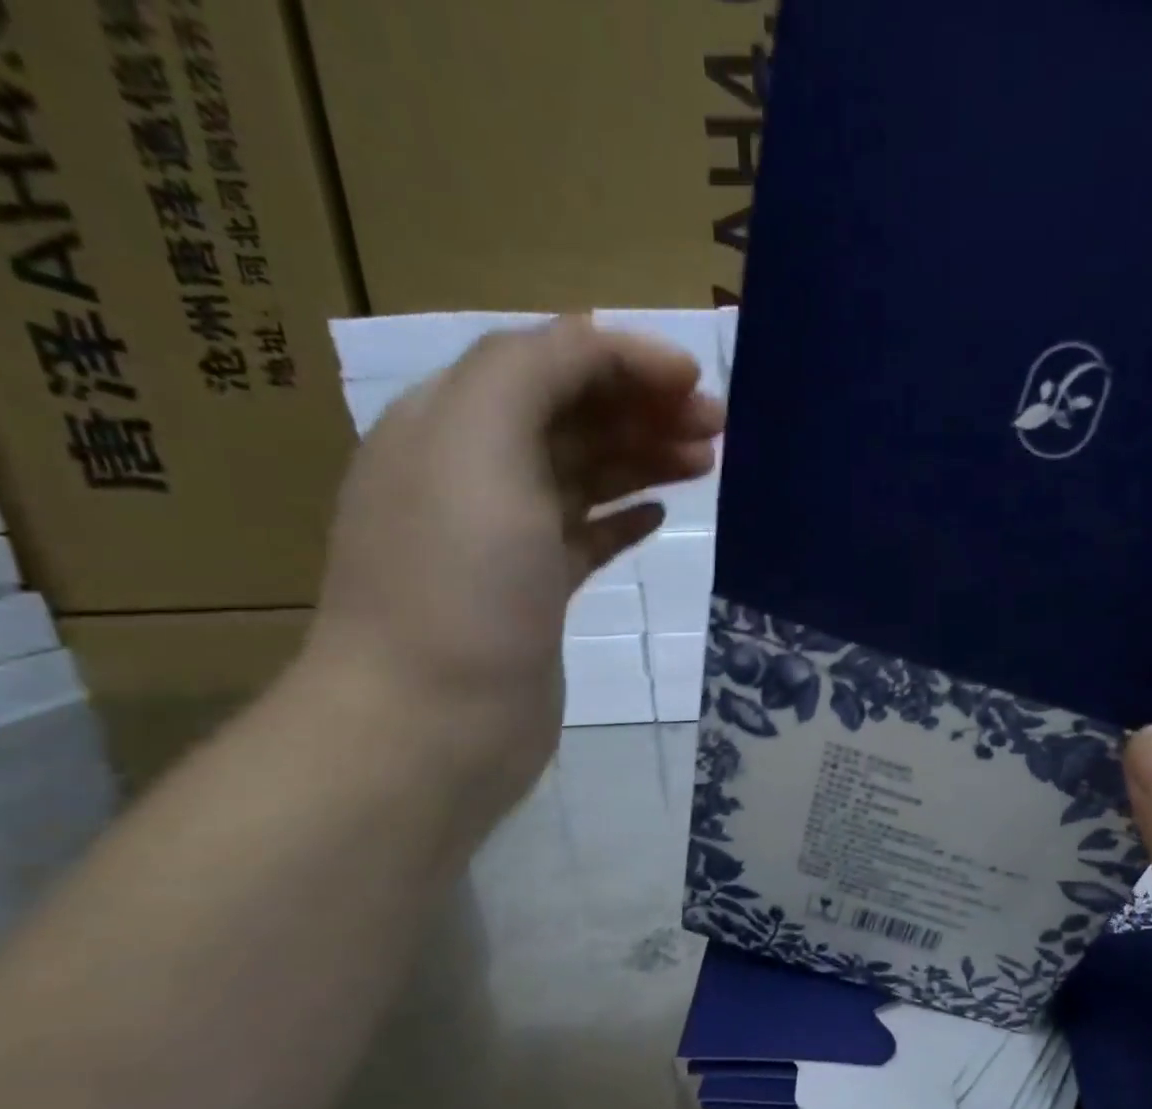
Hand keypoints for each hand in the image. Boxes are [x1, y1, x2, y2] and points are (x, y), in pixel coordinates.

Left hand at [298, 317, 723, 814]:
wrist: (434, 720)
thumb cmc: (459, 583)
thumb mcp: (479, 446)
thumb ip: (532, 372)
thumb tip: (596, 344)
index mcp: (450, 423)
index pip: (545, 362)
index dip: (622, 359)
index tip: (695, 380)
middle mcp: (471, 473)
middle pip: (569, 415)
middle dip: (643, 406)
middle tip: (717, 426)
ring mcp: (503, 539)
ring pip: (583, 475)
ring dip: (643, 456)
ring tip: (707, 462)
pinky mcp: (533, 594)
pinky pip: (584, 536)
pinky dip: (623, 517)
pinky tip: (660, 515)